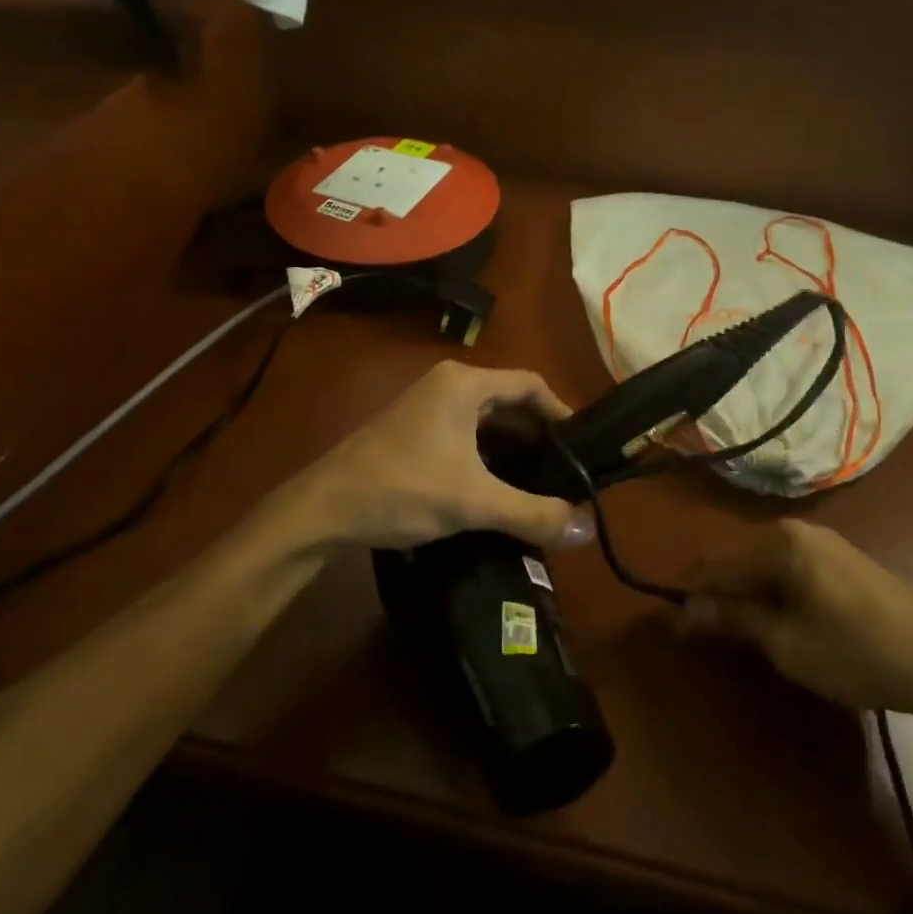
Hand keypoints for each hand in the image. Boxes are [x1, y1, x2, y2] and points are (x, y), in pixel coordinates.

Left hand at [279, 361, 597, 553]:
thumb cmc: (402, 489)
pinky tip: (500, 488)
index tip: (584, 448)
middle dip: (539, 435)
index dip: (561, 413)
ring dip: (514, 448)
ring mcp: (427, 406)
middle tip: (568, 471)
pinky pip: (466, 433)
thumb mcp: (473, 502)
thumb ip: (533, 513)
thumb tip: (588, 529)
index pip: (530, 384)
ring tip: (541, 484)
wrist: (324, 509)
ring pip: (487, 420)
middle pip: (509, 401)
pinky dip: (489, 455)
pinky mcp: (414, 430)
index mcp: (464, 384)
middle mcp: (447, 385)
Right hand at [687, 520, 912, 729]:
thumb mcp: (786, 643)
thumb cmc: (857, 653)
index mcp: (778, 543)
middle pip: (739, 559)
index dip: (692, 596)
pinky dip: (775, 592)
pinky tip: (781, 621)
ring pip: (765, 565)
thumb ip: (734, 619)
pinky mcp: (844, 560)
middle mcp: (797, 531)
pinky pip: (791, 569)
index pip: (716, 564)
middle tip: (710, 635)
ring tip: (743, 632)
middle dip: (719, 594)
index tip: (678, 628)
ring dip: (747, 594)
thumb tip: (687, 609)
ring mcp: (825, 543)